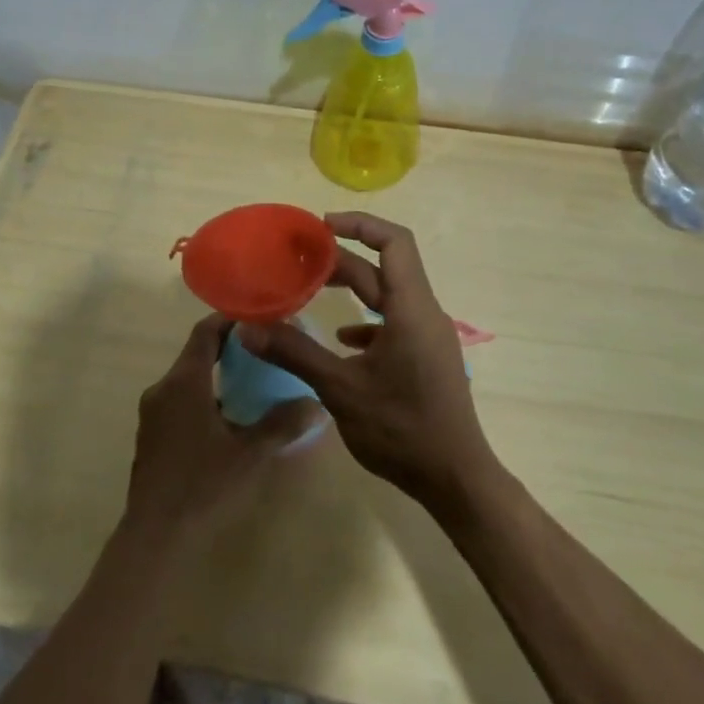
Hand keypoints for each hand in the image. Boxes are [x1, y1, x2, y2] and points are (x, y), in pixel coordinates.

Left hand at [123, 313, 325, 545]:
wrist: (155, 536)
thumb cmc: (204, 486)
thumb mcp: (250, 454)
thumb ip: (283, 424)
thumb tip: (315, 402)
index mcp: (184, 382)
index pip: (205, 332)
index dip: (230, 320)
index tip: (258, 317)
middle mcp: (163, 389)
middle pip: (196, 353)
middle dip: (228, 347)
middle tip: (263, 349)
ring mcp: (152, 413)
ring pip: (187, 379)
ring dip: (216, 374)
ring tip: (250, 382)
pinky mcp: (151, 436)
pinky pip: (179, 400)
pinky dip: (203, 395)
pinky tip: (226, 418)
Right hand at [237, 213, 500, 511]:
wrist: (455, 479)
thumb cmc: (401, 429)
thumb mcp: (341, 389)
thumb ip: (295, 353)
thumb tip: (248, 329)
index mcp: (410, 309)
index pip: (394, 242)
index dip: (360, 224)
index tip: (321, 226)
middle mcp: (424, 313)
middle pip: (385, 268)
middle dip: (342, 259)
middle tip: (301, 259)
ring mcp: (428, 336)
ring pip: (388, 296)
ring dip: (353, 289)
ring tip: (312, 289)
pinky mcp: (425, 357)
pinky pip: (394, 323)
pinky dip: (365, 321)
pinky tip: (341, 340)